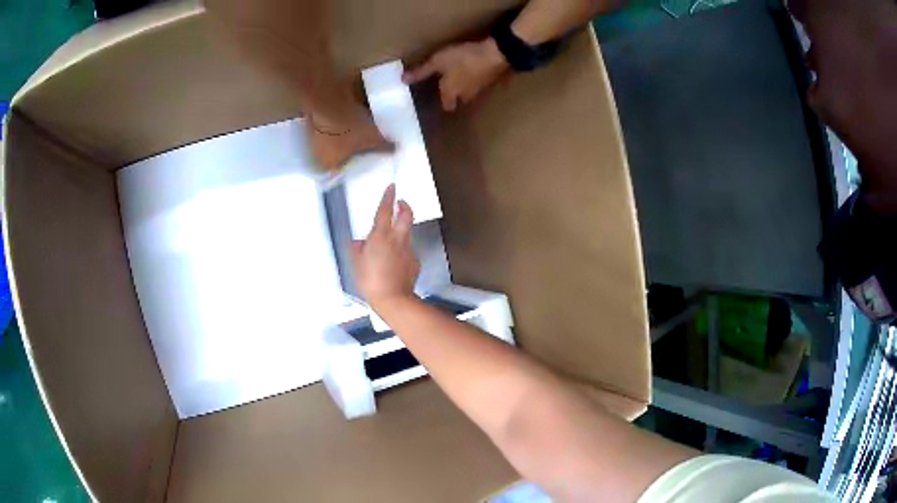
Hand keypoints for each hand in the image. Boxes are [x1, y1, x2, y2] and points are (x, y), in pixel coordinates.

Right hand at [350, 184, 419, 305]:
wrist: (393, 298)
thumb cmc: (371, 281)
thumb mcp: (356, 264)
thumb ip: (357, 249)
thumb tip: (359, 242)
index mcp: (381, 236)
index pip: (385, 210)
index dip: (388, 197)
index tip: (392, 186)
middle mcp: (397, 239)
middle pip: (406, 215)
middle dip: (405, 206)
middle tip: (401, 203)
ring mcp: (408, 250)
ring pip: (407, 234)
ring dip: (402, 230)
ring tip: (392, 239)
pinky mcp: (415, 262)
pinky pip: (408, 252)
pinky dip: (402, 252)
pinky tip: (395, 262)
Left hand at [403, 37, 508, 111]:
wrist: (494, 54)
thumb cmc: (462, 59)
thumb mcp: (438, 62)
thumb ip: (421, 72)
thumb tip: (403, 81)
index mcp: (452, 92)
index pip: (447, 106)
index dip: (444, 103)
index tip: (440, 100)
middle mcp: (466, 94)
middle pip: (461, 100)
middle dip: (456, 96)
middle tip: (450, 88)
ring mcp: (481, 87)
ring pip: (472, 92)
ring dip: (467, 87)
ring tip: (462, 78)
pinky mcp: (491, 78)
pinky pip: (482, 82)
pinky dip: (477, 78)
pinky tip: (475, 70)